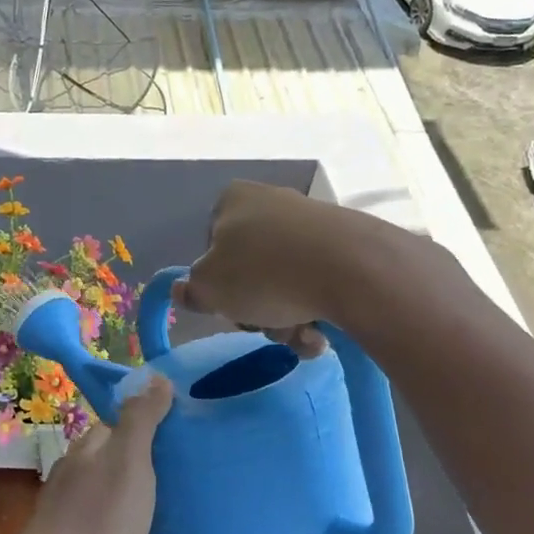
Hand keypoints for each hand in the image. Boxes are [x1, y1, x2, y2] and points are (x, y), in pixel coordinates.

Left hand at [0, 376, 173, 533]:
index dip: (151, 425)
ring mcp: (69, 512)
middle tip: (186, 483)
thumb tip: (156, 377)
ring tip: (173, 522)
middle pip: (117, 461)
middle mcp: (76, 474)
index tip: (184, 439)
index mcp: (90, 449)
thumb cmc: (96, 523)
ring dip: (139, 507)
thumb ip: (141, 421)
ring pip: (112, 499)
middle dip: (148, 468)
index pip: (121, 422)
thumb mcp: (128, 465)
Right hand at [173, 180, 367, 355]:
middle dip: (256, 307)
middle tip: (266, 324)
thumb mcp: (209, 288)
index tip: (229, 305)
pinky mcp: (347, 242)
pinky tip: (323, 333)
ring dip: (287, 318)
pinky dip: (316, 310)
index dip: (217, 283)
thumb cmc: (264, 273)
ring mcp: (313, 221)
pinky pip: (319, 282)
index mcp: (233, 200)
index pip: (211, 246)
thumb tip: (182, 289)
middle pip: (250, 268)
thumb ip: (191, 290)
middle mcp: (272, 201)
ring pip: (285, 281)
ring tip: (301, 334)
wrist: (351, 269)